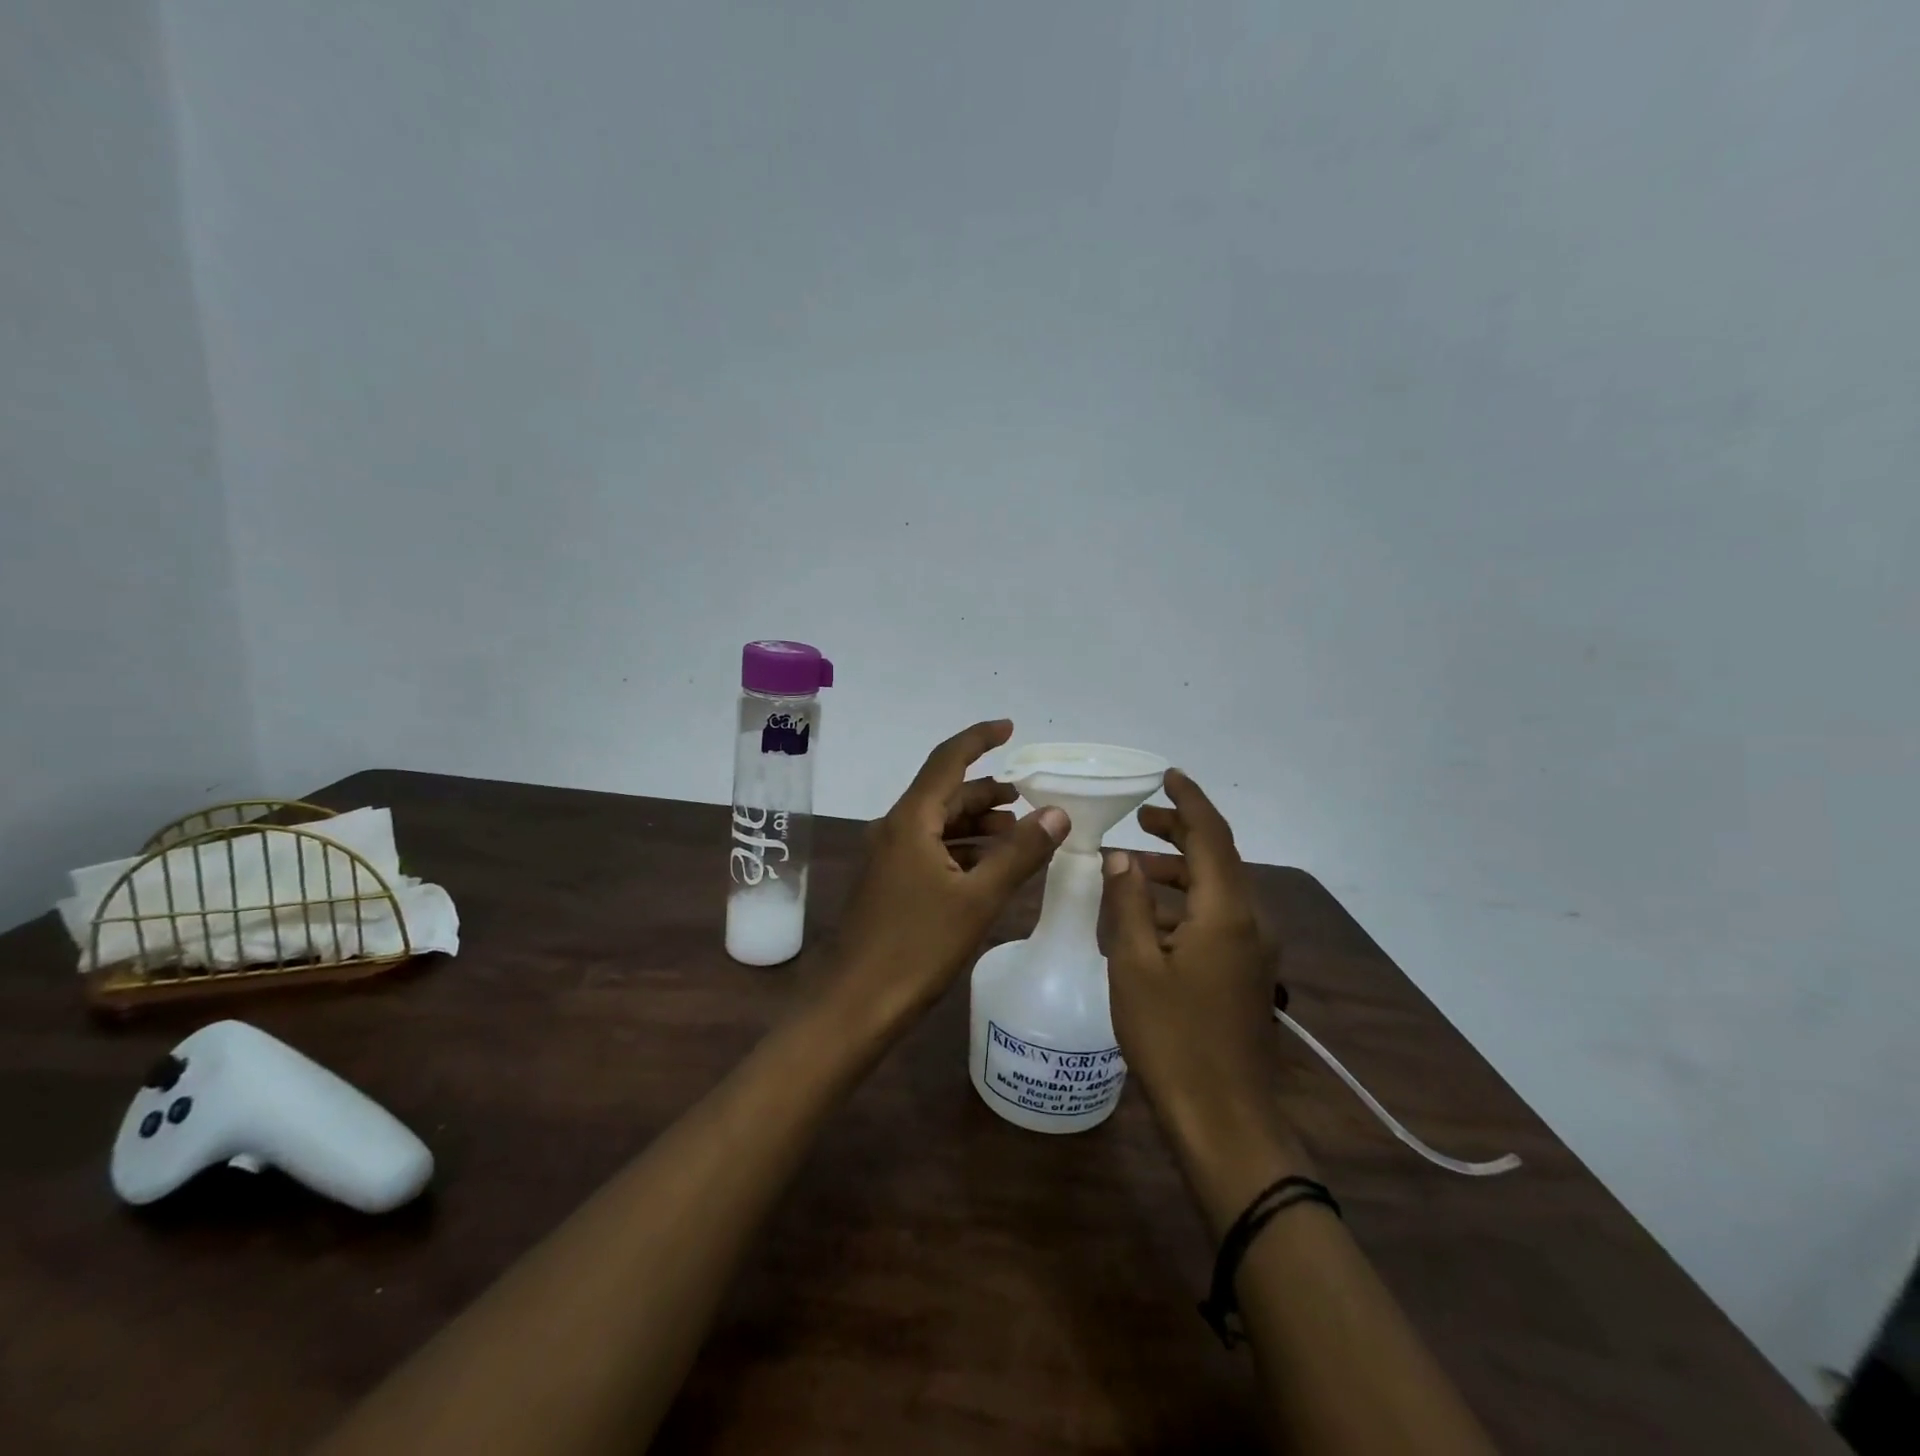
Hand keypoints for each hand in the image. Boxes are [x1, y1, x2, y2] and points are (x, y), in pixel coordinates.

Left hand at [834, 721, 1068, 1030]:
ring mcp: (888, 856)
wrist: (858, 1004)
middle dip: (988, 790)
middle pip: (946, 792)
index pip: (948, 760)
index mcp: (911, 820)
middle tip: (1032, 796)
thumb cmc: (918, 947)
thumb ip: (1019, 853)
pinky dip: (963, 847)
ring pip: (939, 823)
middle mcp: (895, 828)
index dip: (980, 738)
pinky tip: (990, 865)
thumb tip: (1057, 813)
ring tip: (1019, 830)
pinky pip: (931, 848)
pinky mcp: (890, 881)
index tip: (1011, 728)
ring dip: (978, 821)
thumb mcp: (978, 899)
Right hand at [1098, 769, 1307, 1232]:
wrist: (1224, 1119)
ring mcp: (1254, 950)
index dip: (1189, 802)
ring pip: (1217, 890)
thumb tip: (1122, 856)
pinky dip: (1185, 905)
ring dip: (1179, 872)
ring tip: (1134, 867)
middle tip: (1141, 819)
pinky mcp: (1248, 974)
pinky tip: (1149, 920)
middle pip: (1218, 858)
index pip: (1211, 835)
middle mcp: (1250, 921)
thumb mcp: (1135, 964)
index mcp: (1226, 911)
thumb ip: (1128, 901)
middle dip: (1181, 833)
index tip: (1167, 775)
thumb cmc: (1172, 1037)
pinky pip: (1218, 919)